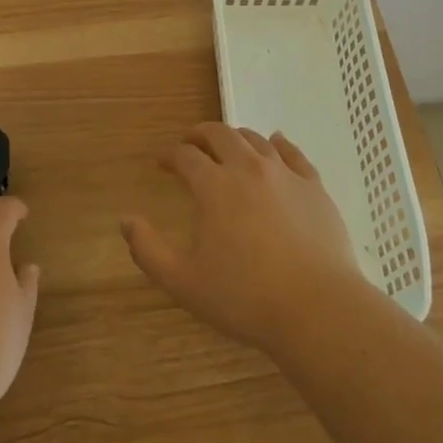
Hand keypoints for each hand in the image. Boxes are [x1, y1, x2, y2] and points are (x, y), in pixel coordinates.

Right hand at [121, 123, 371, 353]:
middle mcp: (247, 168)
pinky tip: (276, 142)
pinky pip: (293, 153)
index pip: (185, 156)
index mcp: (213, 186)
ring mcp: (284, 173)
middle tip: (191, 143)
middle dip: (200, 135)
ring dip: (236, 137)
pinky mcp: (313, 185)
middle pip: (220, 135)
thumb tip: (126, 221)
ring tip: (228, 146)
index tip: (162, 162)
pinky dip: (279, 143)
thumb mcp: (184, 282)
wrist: (316, 308)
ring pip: (255, 139)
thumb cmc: (244, 298)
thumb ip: (149, 250)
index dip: (170, 155)